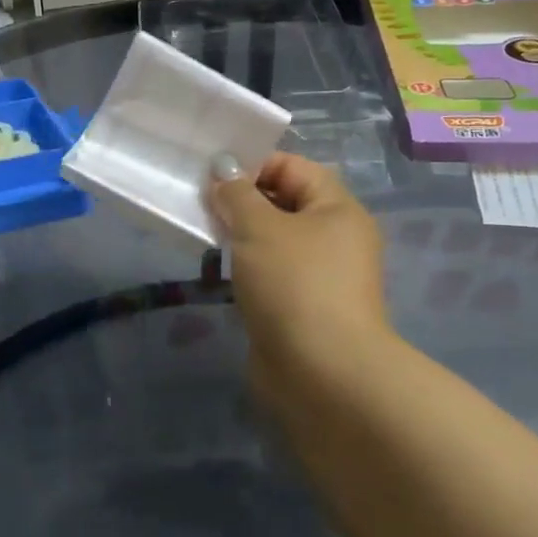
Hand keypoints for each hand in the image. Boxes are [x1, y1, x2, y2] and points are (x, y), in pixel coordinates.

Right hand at [208, 153, 388, 396]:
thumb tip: (223, 168)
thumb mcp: (259, 228)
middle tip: (200, 205)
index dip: (253, 164)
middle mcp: (335, 237)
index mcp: (337, 209)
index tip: (212, 178)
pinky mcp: (302, 308)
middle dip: (242, 201)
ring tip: (204, 236)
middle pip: (284, 203)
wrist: (321, 372)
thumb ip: (237, 194)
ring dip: (240, 236)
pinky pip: (271, 274)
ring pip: (274, 241)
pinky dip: (246, 269)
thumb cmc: (294, 284)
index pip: (294, 167)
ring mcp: (320, 276)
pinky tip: (220, 273)